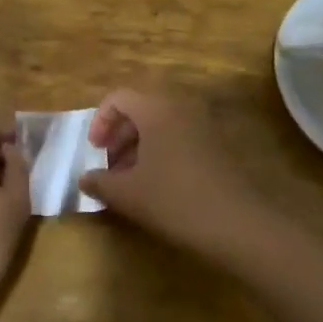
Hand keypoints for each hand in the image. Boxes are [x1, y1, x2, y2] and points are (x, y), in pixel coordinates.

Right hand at [80, 90, 269, 261]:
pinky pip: (179, 136)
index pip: (118, 97)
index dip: (100, 121)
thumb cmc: (175, 200)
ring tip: (129, 179)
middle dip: (119, 134)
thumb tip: (84, 178)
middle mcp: (180, 106)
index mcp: (156, 108)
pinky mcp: (217, 144)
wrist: (238, 224)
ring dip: (139, 145)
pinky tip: (156, 185)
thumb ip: (100, 182)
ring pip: (160, 123)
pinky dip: (161, 151)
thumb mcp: (128, 194)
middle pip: (140, 108)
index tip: (95, 151)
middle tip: (108, 165)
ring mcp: (202, 124)